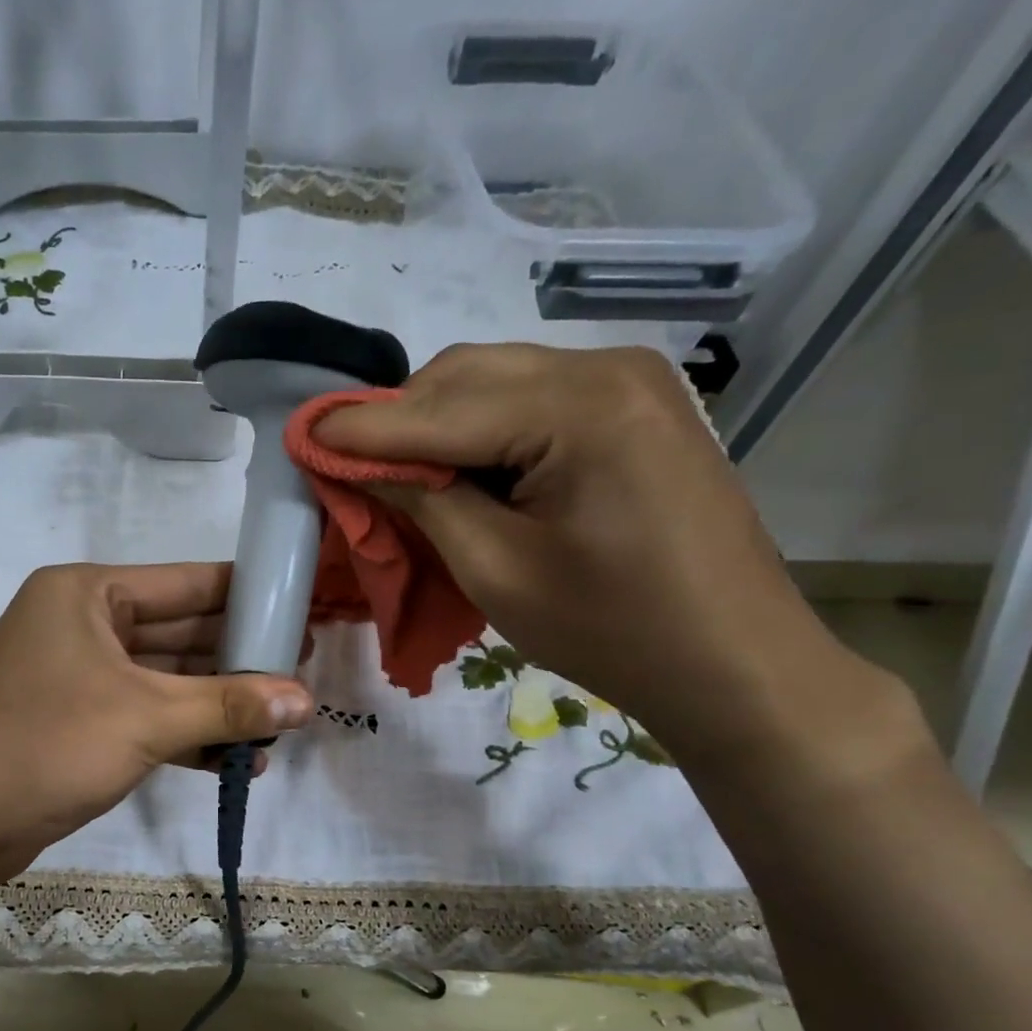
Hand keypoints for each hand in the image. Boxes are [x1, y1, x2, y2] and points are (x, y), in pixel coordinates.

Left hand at [0, 562, 312, 891]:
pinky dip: (187, 734)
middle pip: (181, 632)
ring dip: (218, 704)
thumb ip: (229, 706)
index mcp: (88, 593)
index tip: (304, 612)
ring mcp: (79, 676)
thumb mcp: (145, 719)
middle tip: (304, 675)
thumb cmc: (45, 746)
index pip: (188, 583)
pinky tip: (237, 760)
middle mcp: (83, 624)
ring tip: (283, 722)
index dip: (250, 597)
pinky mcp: (79, 722)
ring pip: (167, 680)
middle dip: (239, 659)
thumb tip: (308, 701)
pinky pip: (146, 716)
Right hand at [315, 343, 875, 759]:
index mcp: (580, 408)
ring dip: (435, 423)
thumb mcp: (495, 570)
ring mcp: (628, 383)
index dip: (360, 429)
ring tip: (399, 476)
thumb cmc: (611, 630)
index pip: (438, 409)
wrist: (732, 662)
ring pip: (493, 382)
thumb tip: (355, 462)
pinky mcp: (634, 408)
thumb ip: (421, 500)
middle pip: (465, 376)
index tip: (299, 438)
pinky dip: (479, 430)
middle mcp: (606, 369)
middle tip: (349, 470)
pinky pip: (530, 400)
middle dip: (397, 420)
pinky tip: (460, 471)